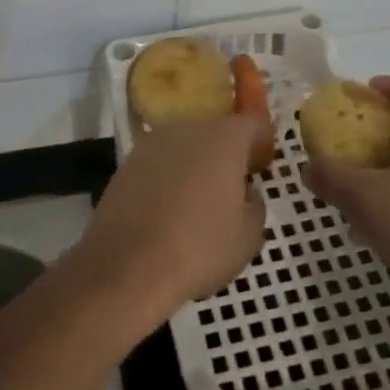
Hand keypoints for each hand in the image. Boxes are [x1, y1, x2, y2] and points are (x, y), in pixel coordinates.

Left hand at [77, 114, 269, 319]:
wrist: (127, 265)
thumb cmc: (199, 248)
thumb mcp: (250, 234)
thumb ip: (255, 202)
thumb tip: (243, 192)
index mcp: (223, 138)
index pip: (254, 123)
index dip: (263, 144)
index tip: (261, 170)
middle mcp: (186, 128)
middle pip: (216, 132)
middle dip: (227, 154)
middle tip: (232, 190)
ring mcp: (151, 143)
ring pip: (185, 146)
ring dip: (195, 165)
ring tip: (196, 204)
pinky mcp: (126, 163)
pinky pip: (159, 163)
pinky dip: (168, 178)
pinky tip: (167, 211)